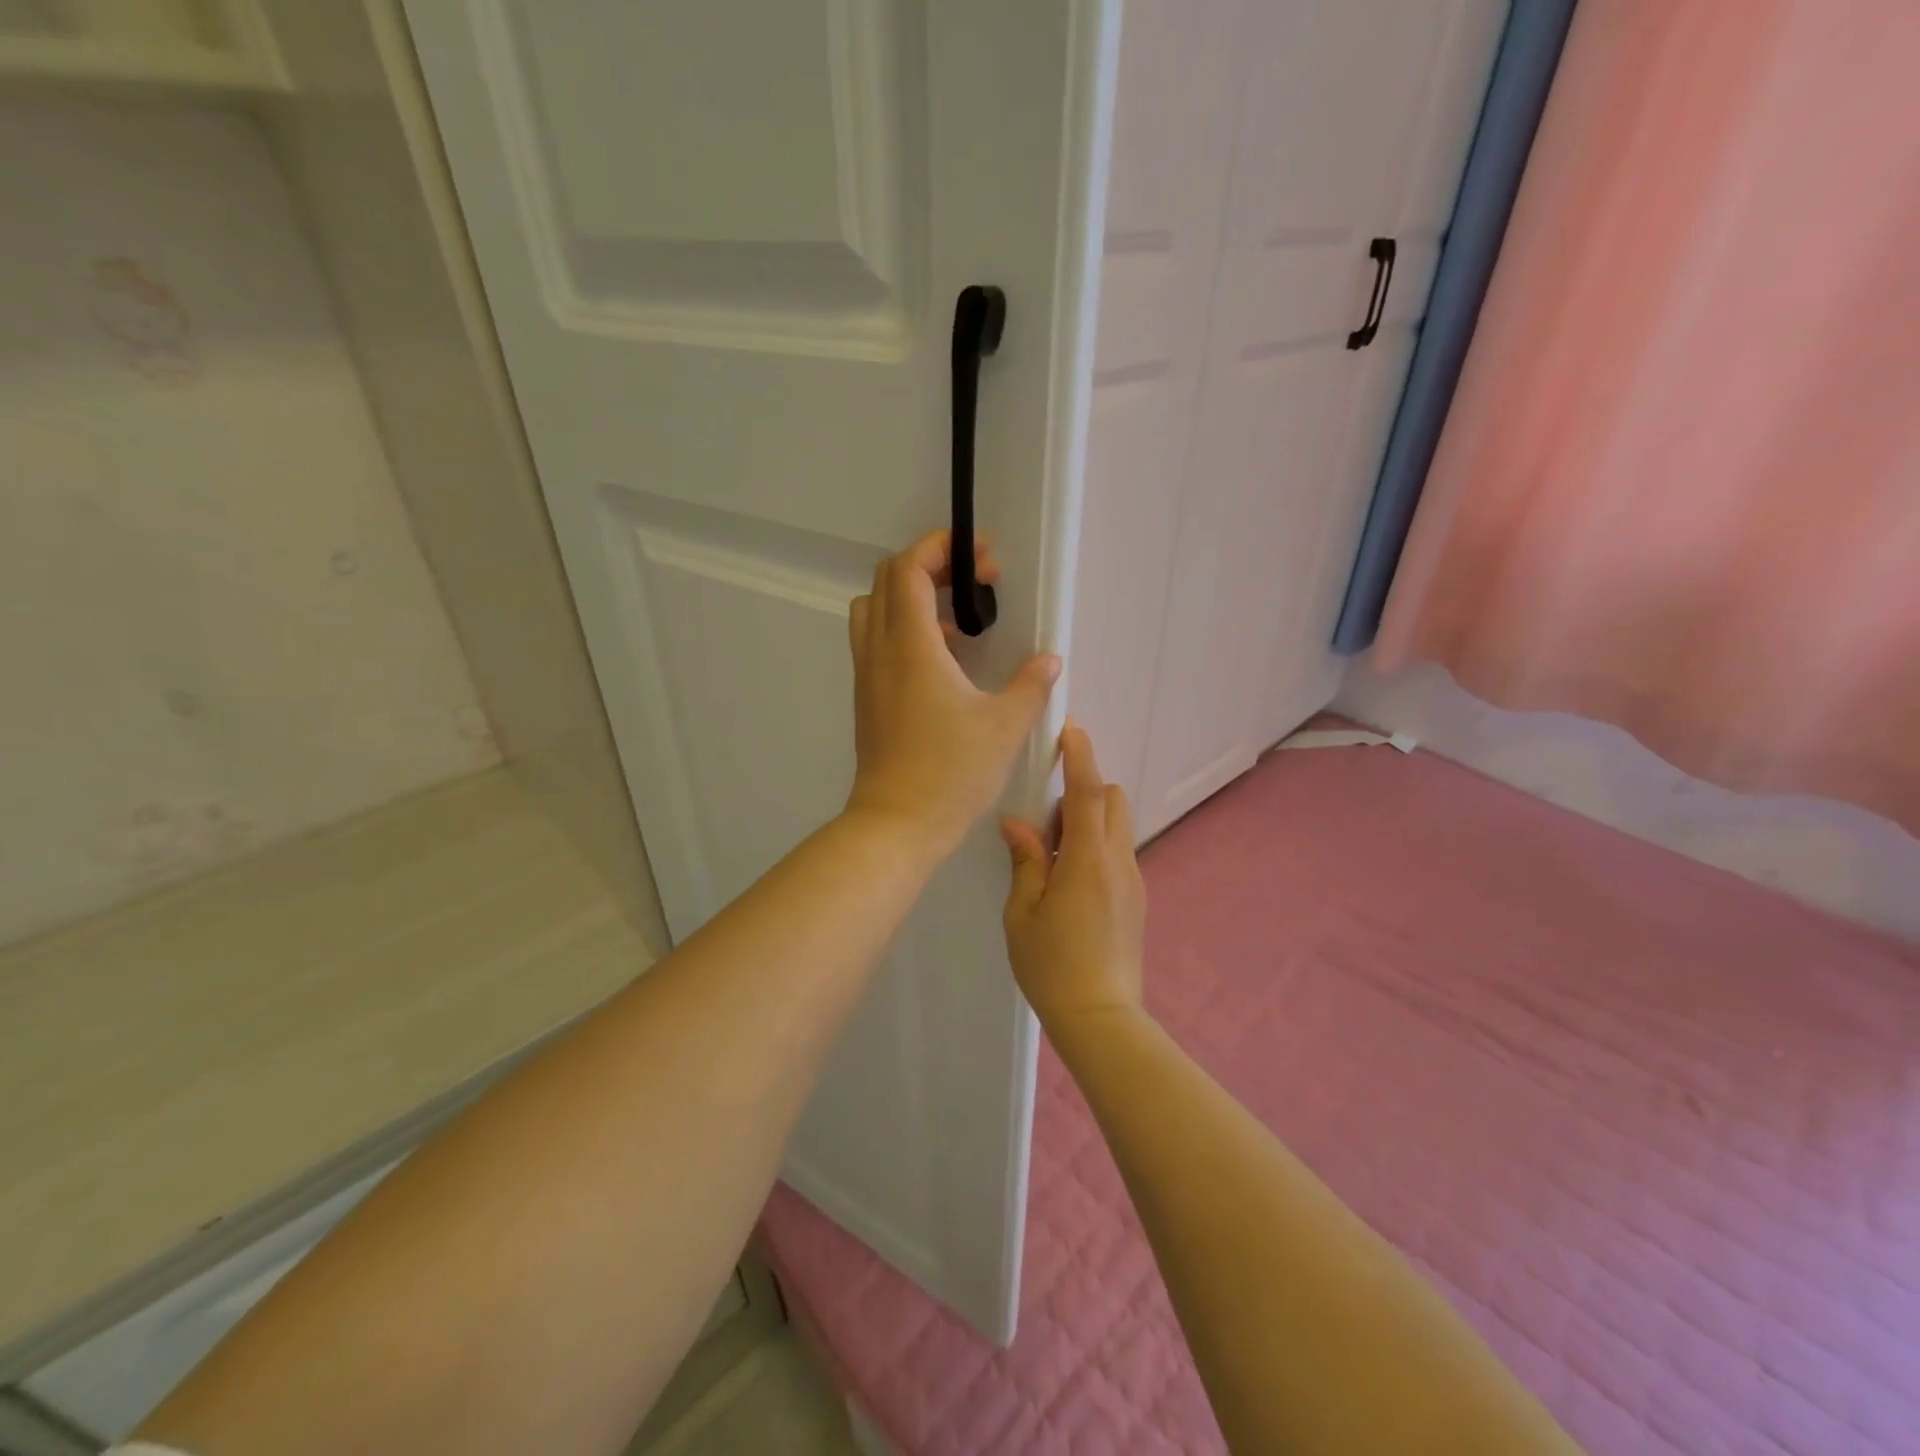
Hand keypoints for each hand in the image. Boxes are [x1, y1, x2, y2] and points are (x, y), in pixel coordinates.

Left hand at [845, 530, 1060, 856]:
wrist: (896, 824)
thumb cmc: (951, 772)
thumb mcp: (1005, 727)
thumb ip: (1031, 686)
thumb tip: (1050, 661)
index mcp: (911, 645)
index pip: (910, 568)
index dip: (942, 548)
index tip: (982, 559)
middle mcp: (880, 651)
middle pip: (888, 580)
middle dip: (931, 565)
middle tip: (974, 582)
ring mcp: (868, 675)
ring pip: (875, 610)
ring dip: (913, 598)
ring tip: (959, 621)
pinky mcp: (868, 699)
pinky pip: (877, 642)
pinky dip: (905, 630)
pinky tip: (944, 662)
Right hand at [1000, 723, 1145, 1032]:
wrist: (1101, 1017)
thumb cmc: (1051, 966)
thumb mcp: (1023, 912)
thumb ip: (1025, 860)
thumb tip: (1017, 823)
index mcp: (1087, 860)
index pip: (1087, 792)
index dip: (1080, 757)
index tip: (1070, 730)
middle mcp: (1118, 861)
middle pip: (1112, 799)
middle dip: (1083, 792)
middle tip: (1046, 827)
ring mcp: (1133, 880)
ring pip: (1117, 825)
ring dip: (1088, 821)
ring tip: (1053, 859)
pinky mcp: (1136, 898)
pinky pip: (1117, 851)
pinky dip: (1096, 845)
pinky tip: (1069, 883)